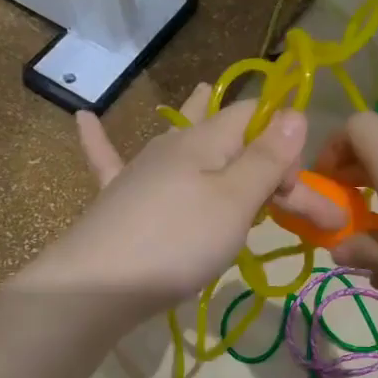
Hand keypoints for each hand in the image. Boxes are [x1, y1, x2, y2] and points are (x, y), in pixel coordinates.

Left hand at [21, 85, 308, 318]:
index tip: (294, 191)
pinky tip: (83, 116)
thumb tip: (294, 112)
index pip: (256, 118)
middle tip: (284, 187)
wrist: (97, 285)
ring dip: (196, 120)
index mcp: (206, 139)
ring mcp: (141, 169)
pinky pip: (108, 158)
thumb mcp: (235, 200)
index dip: (283, 144)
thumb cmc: (178, 241)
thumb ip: (266, 158)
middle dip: (257, 150)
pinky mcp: (117, 197)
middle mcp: (173, 145)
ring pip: (178, 136)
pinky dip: (99, 138)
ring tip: (202, 92)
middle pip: (225, 134)